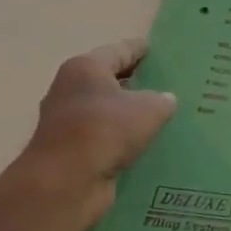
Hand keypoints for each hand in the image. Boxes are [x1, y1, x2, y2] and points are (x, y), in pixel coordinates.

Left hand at [20, 39, 176, 217]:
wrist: (66, 181)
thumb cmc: (106, 129)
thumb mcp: (149, 108)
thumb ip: (162, 100)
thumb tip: (165, 100)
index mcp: (85, 68)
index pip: (119, 51)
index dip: (140, 50)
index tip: (157, 50)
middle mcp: (69, 90)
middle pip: (108, 81)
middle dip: (134, 83)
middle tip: (165, 85)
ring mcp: (65, 122)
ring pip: (105, 111)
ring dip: (126, 115)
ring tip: (158, 118)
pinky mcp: (68, 151)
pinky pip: (102, 138)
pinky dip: (119, 140)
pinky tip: (143, 145)